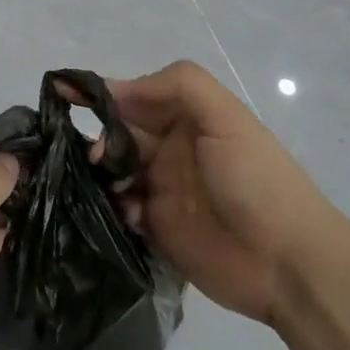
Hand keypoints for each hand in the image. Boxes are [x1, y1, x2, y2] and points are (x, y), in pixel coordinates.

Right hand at [112, 61, 335, 327]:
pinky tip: (128, 214)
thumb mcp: (226, 117)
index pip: (134, 97)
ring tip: (108, 187)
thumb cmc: (256, 180)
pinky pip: (119, 208)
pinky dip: (113, 207)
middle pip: (118, 133)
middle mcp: (171, 149)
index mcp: (187, 119)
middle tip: (95, 158)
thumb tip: (117, 90)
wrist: (288, 263)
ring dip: (101, 174)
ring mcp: (162, 189)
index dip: (100, 93)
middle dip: (99, 138)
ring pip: (113, 171)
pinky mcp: (156, 228)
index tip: (60, 90)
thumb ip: (178, 85)